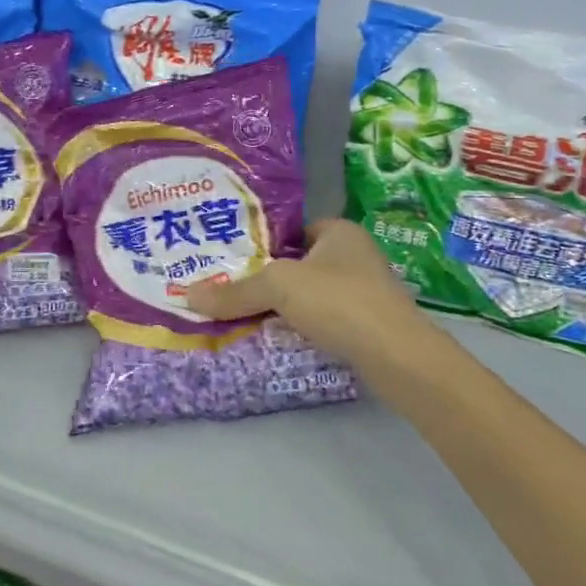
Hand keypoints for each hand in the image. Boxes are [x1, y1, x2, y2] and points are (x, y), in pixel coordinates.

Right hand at [184, 219, 432, 379]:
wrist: (399, 357)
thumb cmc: (339, 302)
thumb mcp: (279, 287)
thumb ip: (235, 291)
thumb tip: (187, 294)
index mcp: (339, 231)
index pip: (292, 228)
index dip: (262, 242)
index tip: (230, 258)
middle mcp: (355, 254)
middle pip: (299, 262)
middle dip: (268, 277)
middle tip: (230, 288)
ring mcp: (365, 290)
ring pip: (311, 293)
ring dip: (284, 305)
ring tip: (245, 315)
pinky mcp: (369, 324)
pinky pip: (324, 318)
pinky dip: (303, 326)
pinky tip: (279, 338)